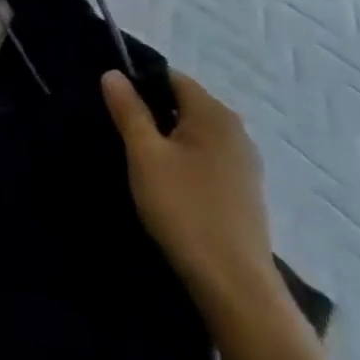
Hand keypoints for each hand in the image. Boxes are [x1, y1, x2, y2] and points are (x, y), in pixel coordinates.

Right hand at [102, 69, 276, 316]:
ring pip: (194, 134)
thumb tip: (113, 73)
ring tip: (140, 162)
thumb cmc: (185, 210)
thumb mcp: (145, 155)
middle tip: (121, 135)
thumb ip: (128, 110)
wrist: (235, 287)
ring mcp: (245, 163)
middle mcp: (235, 130)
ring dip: (168, 141)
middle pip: (183, 105)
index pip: (170, 77)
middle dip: (152, 113)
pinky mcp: (245, 192)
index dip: (138, 84)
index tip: (114, 105)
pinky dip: (185, 162)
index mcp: (214, 113)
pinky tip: (168, 187)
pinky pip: (207, 159)